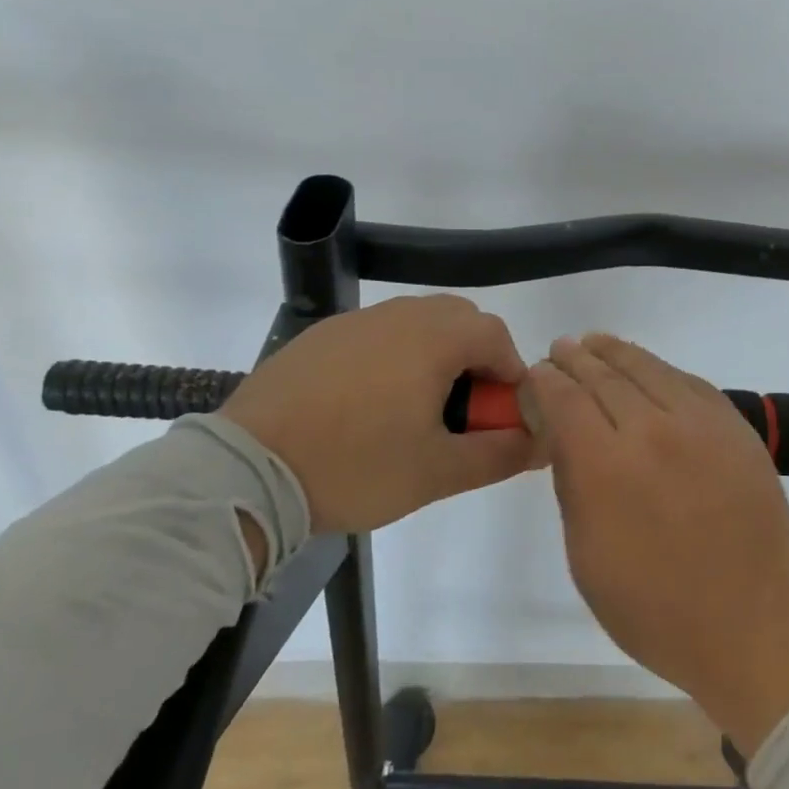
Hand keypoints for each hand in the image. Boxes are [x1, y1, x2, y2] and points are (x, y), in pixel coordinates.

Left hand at [220, 294, 540, 533]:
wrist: (247, 470)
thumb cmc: (355, 466)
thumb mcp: (438, 472)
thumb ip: (500, 454)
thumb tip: (541, 442)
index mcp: (433, 339)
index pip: (496, 336)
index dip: (510, 374)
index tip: (500, 415)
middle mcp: (398, 316)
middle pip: (458, 320)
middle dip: (475, 358)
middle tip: (463, 411)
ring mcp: (354, 322)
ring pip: (416, 323)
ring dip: (435, 355)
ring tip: (417, 409)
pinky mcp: (319, 337)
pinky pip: (375, 335)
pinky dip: (393, 357)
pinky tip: (370, 405)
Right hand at [525, 334, 788, 756]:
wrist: (756, 623)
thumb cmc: (657, 609)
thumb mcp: (587, 559)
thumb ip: (571, 485)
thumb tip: (562, 436)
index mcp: (605, 466)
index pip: (564, 399)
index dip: (544, 382)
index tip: (534, 376)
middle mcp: (652, 430)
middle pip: (603, 376)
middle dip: (575, 360)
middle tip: (560, 350)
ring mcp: (700, 423)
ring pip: (648, 369)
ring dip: (615, 353)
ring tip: (594, 343)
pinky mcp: (735, 426)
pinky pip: (689, 382)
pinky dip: (660, 370)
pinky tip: (648, 370)